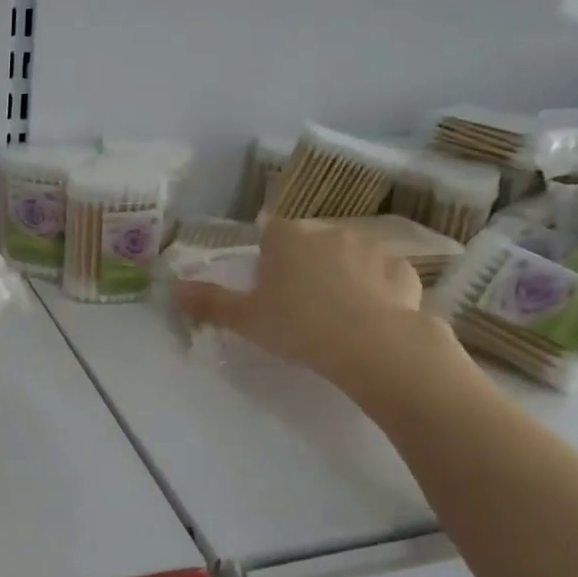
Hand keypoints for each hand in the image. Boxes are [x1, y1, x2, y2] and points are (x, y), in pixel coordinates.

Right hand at [173, 218, 461, 404]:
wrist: (373, 345)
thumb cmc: (299, 326)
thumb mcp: (246, 319)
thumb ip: (210, 302)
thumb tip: (173, 287)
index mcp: (288, 238)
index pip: (271, 231)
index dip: (268, 255)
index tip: (269, 284)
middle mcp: (329, 232)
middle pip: (310, 243)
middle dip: (306, 265)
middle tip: (301, 305)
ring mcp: (372, 247)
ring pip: (349, 256)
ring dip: (343, 274)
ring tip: (339, 314)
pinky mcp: (403, 270)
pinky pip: (383, 275)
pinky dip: (377, 289)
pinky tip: (372, 318)